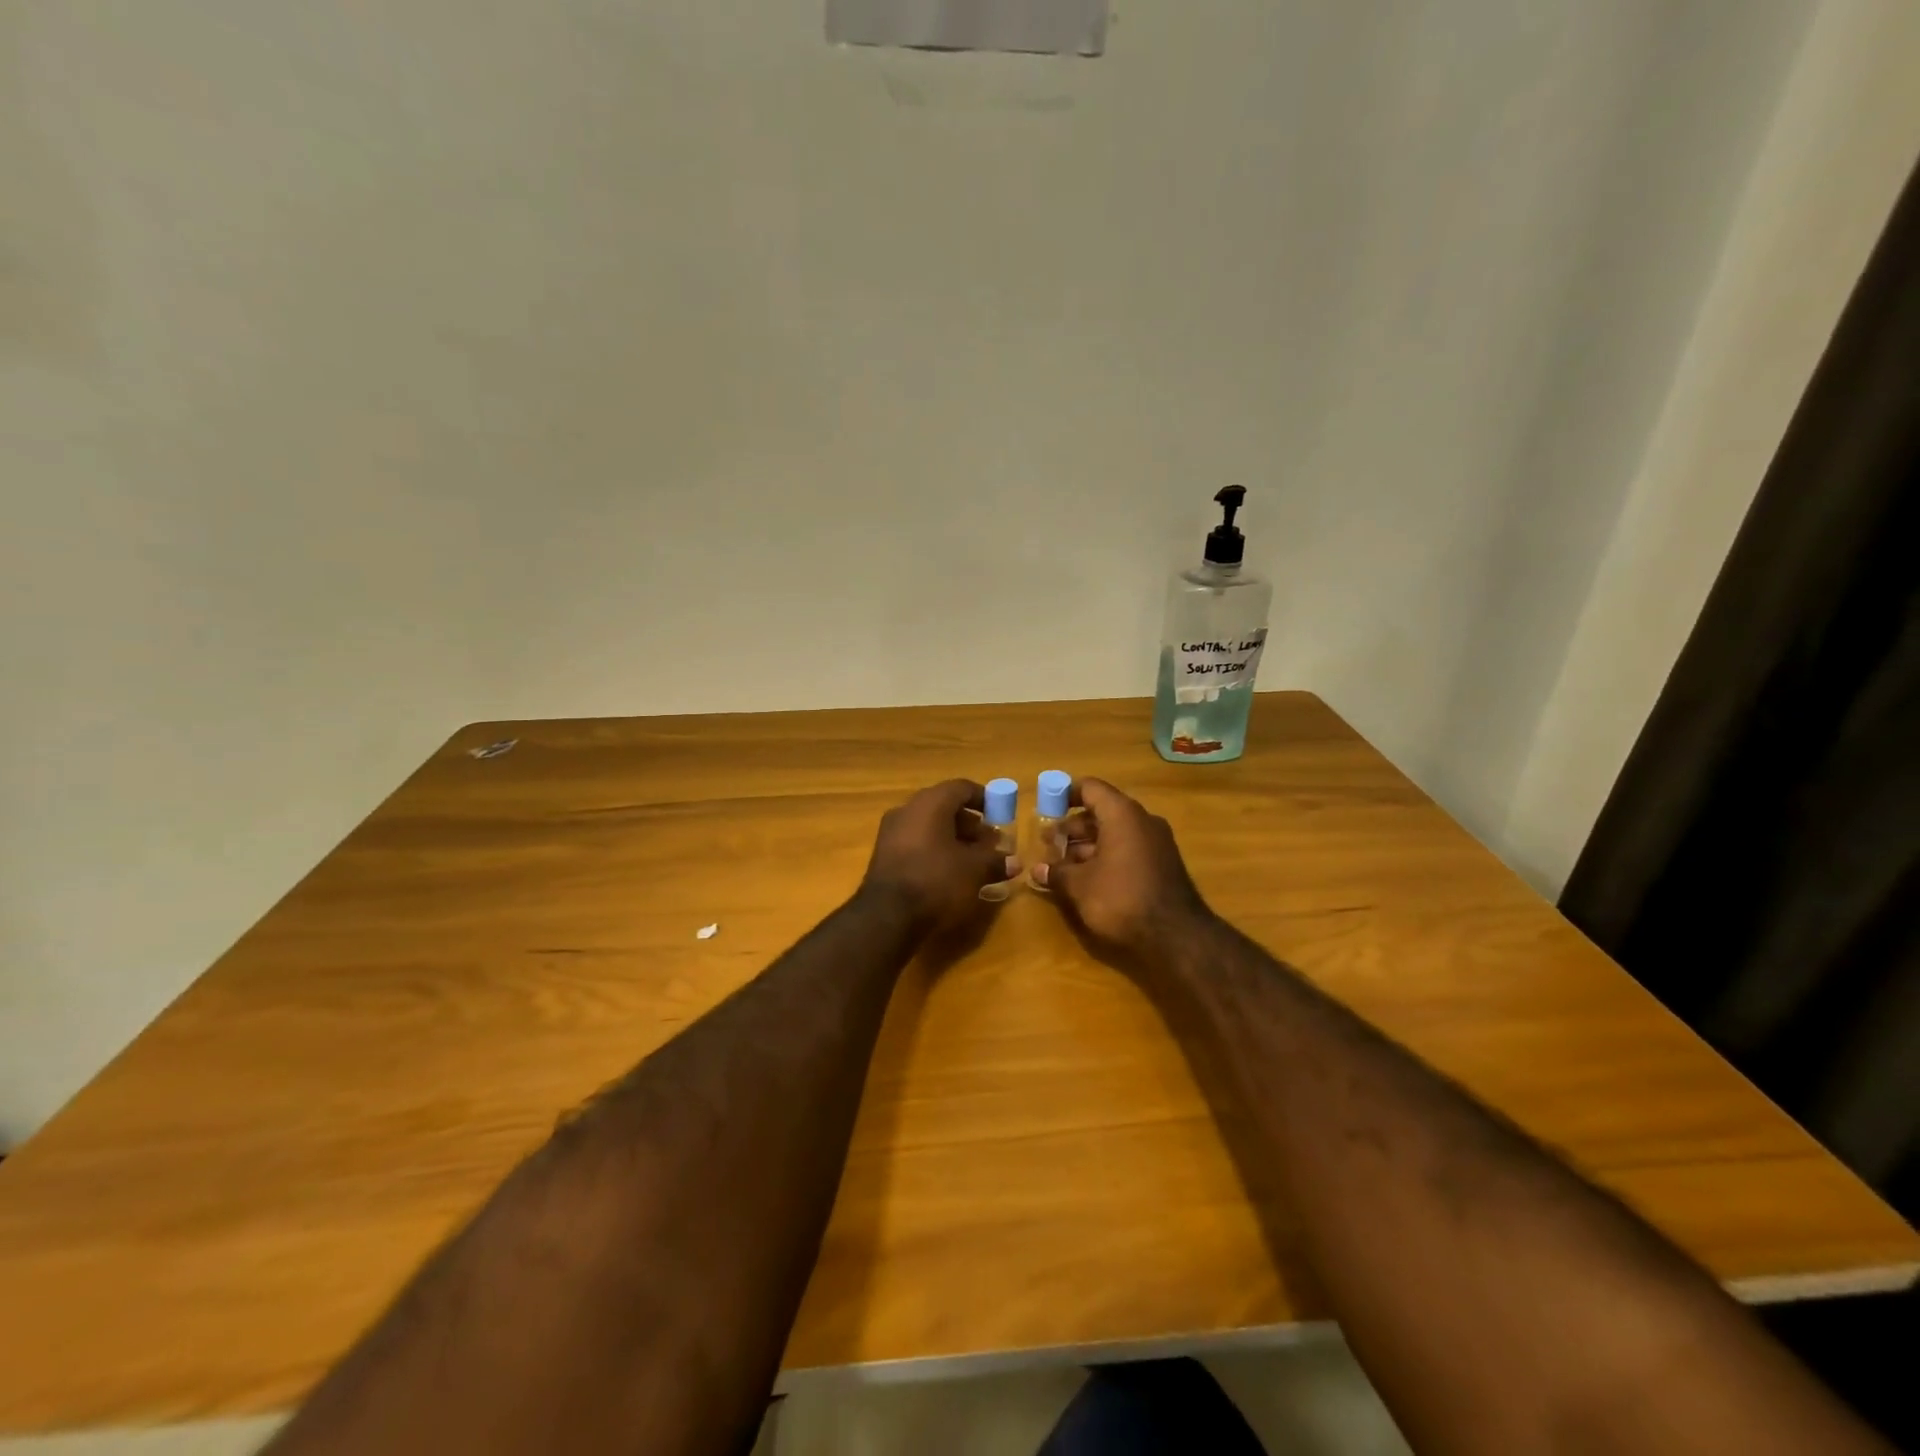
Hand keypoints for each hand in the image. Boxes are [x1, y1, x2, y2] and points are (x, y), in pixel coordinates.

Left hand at [861, 779, 1020, 931]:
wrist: (886, 916)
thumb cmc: (936, 881)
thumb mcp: (974, 871)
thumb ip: (996, 861)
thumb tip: (1014, 862)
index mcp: (930, 803)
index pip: (961, 788)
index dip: (984, 799)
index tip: (1000, 815)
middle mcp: (907, 809)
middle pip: (944, 806)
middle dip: (970, 822)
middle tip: (989, 841)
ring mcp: (891, 831)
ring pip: (929, 825)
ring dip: (953, 837)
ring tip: (973, 859)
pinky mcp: (884, 854)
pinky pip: (916, 841)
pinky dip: (935, 848)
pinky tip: (949, 870)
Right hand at [1031, 779, 1211, 962]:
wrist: (1177, 937)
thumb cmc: (1122, 899)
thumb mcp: (1080, 886)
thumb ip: (1056, 873)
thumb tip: (1037, 870)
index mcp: (1122, 814)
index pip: (1090, 788)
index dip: (1065, 794)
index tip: (1045, 808)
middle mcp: (1142, 821)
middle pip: (1101, 812)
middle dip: (1072, 828)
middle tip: (1048, 845)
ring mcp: (1156, 843)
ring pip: (1114, 833)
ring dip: (1087, 846)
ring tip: (1062, 866)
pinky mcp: (1162, 865)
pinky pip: (1128, 849)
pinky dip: (1106, 857)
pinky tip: (1087, 879)